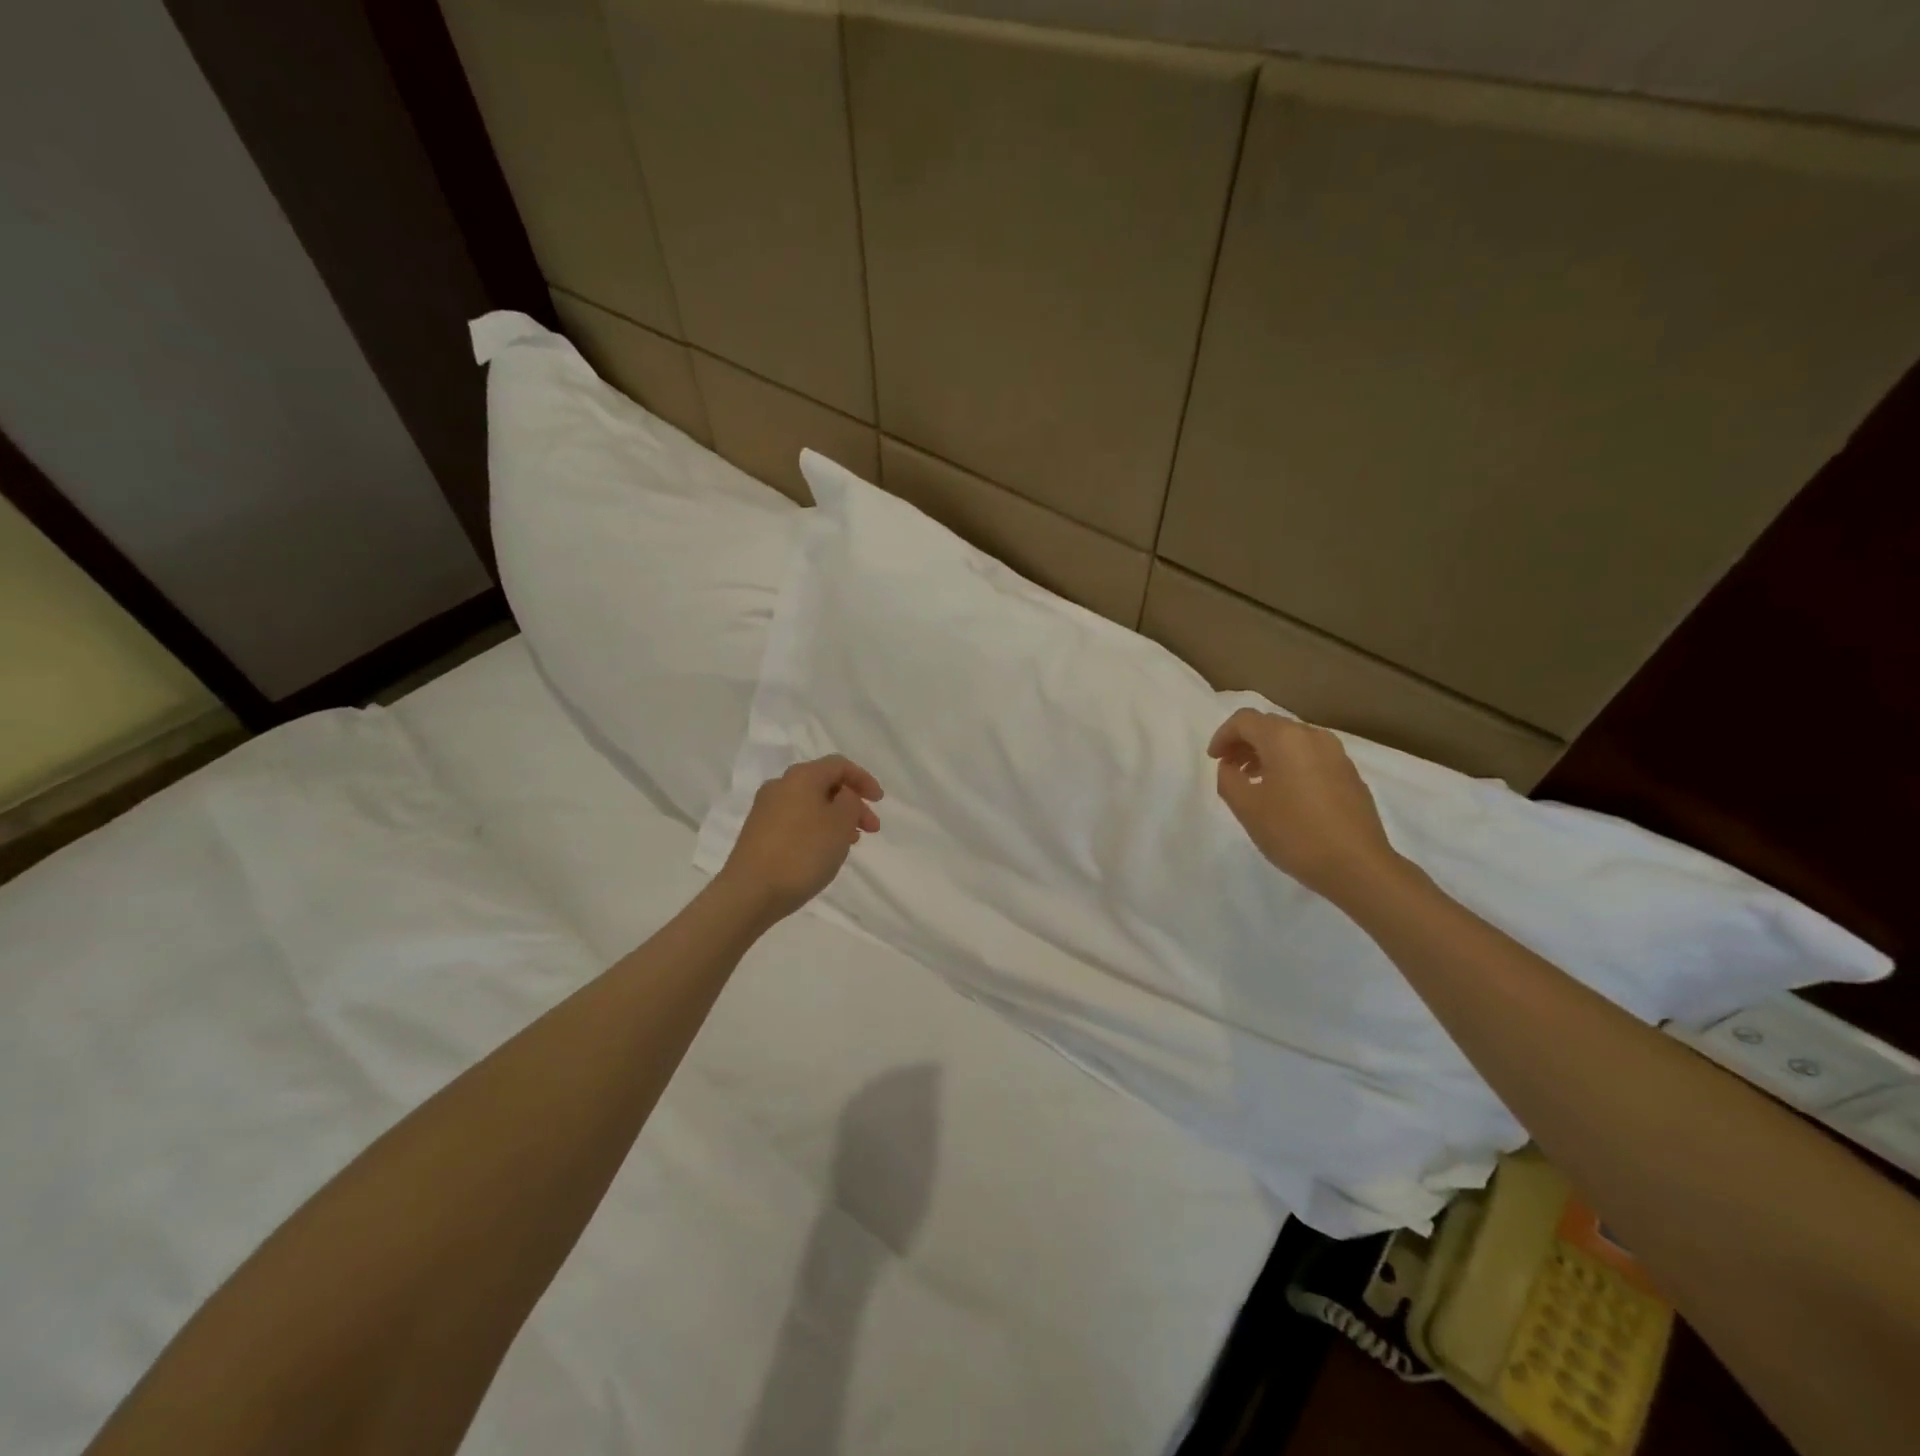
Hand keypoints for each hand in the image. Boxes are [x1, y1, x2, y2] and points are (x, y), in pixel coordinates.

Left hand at [717, 755, 883, 920]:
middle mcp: (780, 785)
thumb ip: (850, 802)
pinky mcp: (758, 833)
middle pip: (824, 784)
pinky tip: (824, 851)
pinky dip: (817, 828)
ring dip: (836, 818)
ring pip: (811, 804)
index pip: (839, 765)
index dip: (864, 779)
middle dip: (852, 803)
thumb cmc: (802, 853)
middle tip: (871, 828)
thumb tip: (842, 796)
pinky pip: (796, 821)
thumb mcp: (840, 824)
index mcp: (801, 776)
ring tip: (851, 842)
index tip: (879, 802)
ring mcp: (765, 810)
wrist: (749, 892)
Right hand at [1207, 709, 1401, 903]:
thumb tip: (1230, 766)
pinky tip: (1286, 795)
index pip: (1244, 720)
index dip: (1223, 736)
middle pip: (1270, 726)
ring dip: (1268, 754)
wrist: (1357, 865)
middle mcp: (1312, 736)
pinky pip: (1311, 757)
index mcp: (1284, 738)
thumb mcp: (1246, 807)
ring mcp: (1336, 754)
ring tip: (1255, 782)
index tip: (1214, 760)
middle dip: (1244, 743)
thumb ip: (1228, 779)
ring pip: (1292, 741)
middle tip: (1230, 769)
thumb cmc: (1294, 832)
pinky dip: (1290, 765)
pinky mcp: (1350, 774)